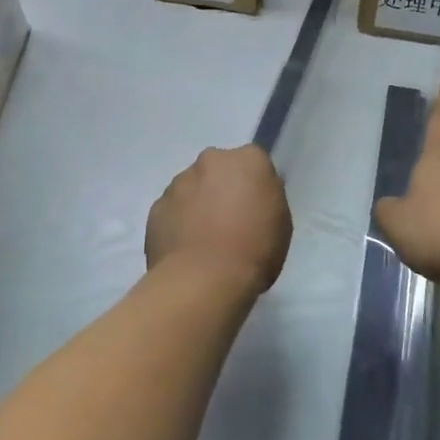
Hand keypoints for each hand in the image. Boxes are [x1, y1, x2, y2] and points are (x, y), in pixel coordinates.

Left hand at [146, 145, 292, 296]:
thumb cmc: (254, 249)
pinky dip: (177, 223)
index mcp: (248, 159)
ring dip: (198, 204)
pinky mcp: (157, 206)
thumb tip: (255, 195)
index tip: (255, 207)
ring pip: (192, 187)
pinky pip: (172, 210)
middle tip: (228, 221)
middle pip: (219, 168)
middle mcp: (212, 160)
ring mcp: (179, 182)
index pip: (253, 162)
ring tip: (203, 240)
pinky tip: (185, 250)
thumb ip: (267, 198)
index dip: (254, 185)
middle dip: (222, 187)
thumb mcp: (281, 222)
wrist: (204, 280)